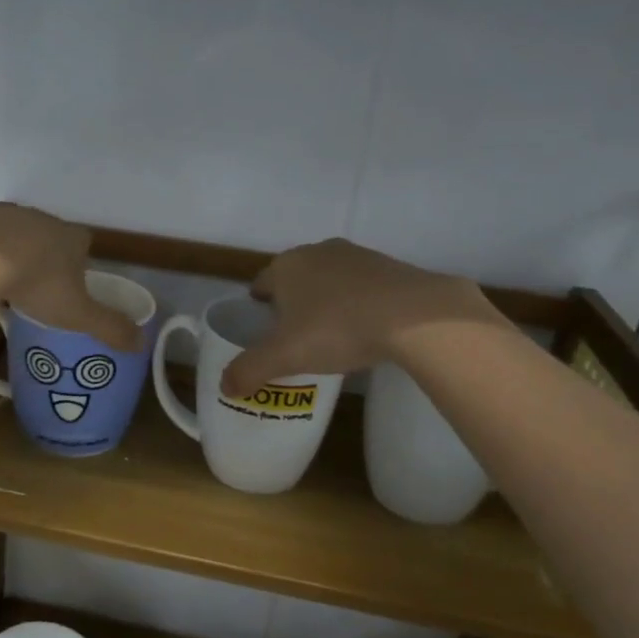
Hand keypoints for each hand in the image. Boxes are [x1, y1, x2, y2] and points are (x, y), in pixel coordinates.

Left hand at [0, 204, 141, 350]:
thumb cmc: (37, 284)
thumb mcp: (78, 314)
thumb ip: (110, 327)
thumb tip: (142, 343)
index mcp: (70, 237)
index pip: (83, 244)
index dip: (79, 263)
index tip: (70, 285)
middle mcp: (40, 218)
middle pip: (47, 235)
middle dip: (43, 256)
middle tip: (34, 287)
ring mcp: (3, 214)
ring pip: (11, 232)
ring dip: (9, 251)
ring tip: (0, 281)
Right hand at [220, 239, 496, 396]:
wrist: (413, 316)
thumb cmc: (337, 329)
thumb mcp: (284, 356)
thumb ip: (249, 370)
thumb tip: (225, 386)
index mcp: (286, 266)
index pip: (261, 283)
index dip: (258, 307)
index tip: (264, 331)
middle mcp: (318, 252)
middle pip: (295, 279)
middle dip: (292, 304)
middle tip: (295, 338)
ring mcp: (357, 256)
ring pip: (330, 280)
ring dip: (326, 301)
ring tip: (332, 336)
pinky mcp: (390, 267)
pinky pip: (363, 287)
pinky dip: (359, 303)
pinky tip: (367, 329)